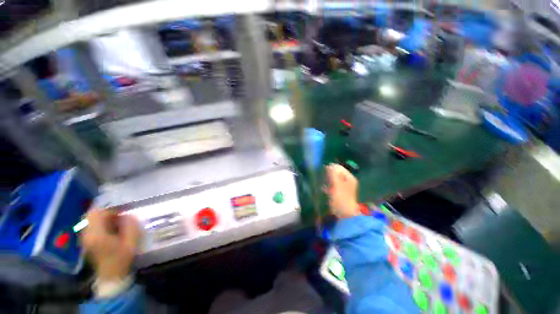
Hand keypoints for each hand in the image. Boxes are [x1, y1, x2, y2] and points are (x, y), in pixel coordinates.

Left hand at [80, 209, 140, 281]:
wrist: (111, 276)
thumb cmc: (122, 258)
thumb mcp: (131, 241)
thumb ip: (131, 226)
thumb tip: (128, 215)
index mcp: (97, 234)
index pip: (98, 213)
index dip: (112, 211)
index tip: (122, 216)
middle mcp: (87, 234)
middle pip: (91, 214)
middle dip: (105, 213)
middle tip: (118, 218)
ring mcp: (84, 238)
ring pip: (89, 219)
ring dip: (102, 218)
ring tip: (114, 224)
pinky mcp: (86, 241)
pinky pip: (90, 225)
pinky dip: (99, 223)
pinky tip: (109, 230)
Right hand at [325, 164, 359, 218]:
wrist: (344, 214)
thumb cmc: (341, 198)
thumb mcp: (337, 185)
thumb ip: (334, 174)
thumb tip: (330, 164)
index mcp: (349, 178)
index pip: (339, 168)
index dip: (331, 168)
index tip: (323, 171)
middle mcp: (347, 181)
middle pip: (337, 173)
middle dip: (329, 174)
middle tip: (323, 178)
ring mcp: (344, 187)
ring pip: (334, 179)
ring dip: (328, 180)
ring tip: (323, 183)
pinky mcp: (339, 193)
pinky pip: (333, 186)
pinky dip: (328, 186)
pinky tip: (324, 189)